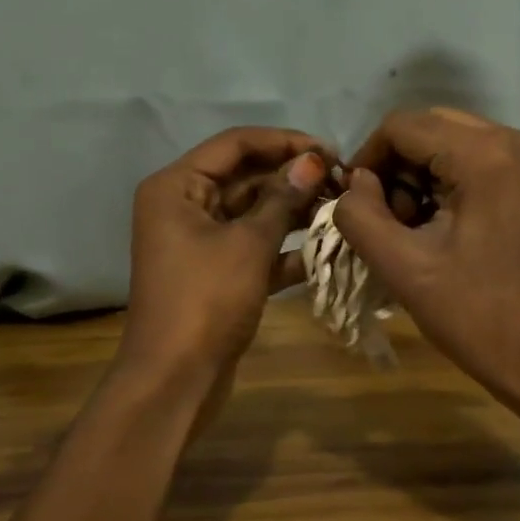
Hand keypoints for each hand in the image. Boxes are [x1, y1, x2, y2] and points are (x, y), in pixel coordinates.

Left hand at [119, 127, 329, 402]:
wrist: (176, 378)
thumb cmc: (206, 300)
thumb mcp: (248, 244)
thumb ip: (282, 199)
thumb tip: (312, 161)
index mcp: (178, 187)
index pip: (235, 144)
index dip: (284, 142)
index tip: (330, 151)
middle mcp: (185, 206)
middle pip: (246, 177)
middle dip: (293, 179)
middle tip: (344, 183)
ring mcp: (201, 243)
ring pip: (254, 214)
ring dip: (294, 213)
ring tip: (342, 211)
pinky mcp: (218, 274)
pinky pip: (255, 249)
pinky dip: (285, 250)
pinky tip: (327, 251)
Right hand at [332, 109, 519, 436]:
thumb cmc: (478, 318)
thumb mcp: (404, 269)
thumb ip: (361, 216)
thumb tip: (355, 184)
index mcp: (486, 155)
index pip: (402, 125)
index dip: (367, 159)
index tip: (353, 204)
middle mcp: (516, 140)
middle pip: (430, 128)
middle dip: (396, 168)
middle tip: (386, 221)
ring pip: (453, 143)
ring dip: (421, 177)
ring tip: (412, 230)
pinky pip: (479, 162)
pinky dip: (450, 184)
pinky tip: (441, 227)